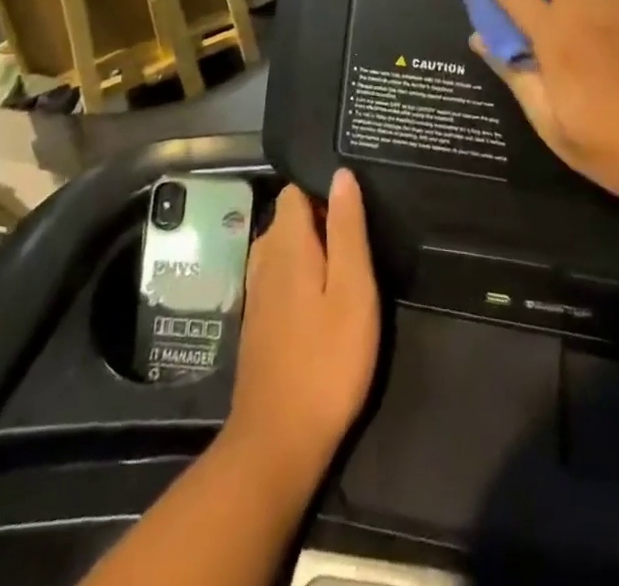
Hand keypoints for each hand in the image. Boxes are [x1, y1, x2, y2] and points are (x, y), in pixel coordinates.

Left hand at [224, 173, 378, 483]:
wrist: (278, 442)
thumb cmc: (327, 360)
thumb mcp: (352, 289)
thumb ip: (347, 228)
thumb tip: (341, 174)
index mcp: (286, 244)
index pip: (295, 191)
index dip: (323, 188)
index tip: (355, 199)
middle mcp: (263, 259)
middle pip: (289, 217)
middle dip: (321, 216)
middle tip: (362, 232)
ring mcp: (256, 292)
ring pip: (283, 247)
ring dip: (312, 246)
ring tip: (348, 260)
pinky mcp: (258, 321)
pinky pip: (279, 275)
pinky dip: (300, 272)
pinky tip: (324, 294)